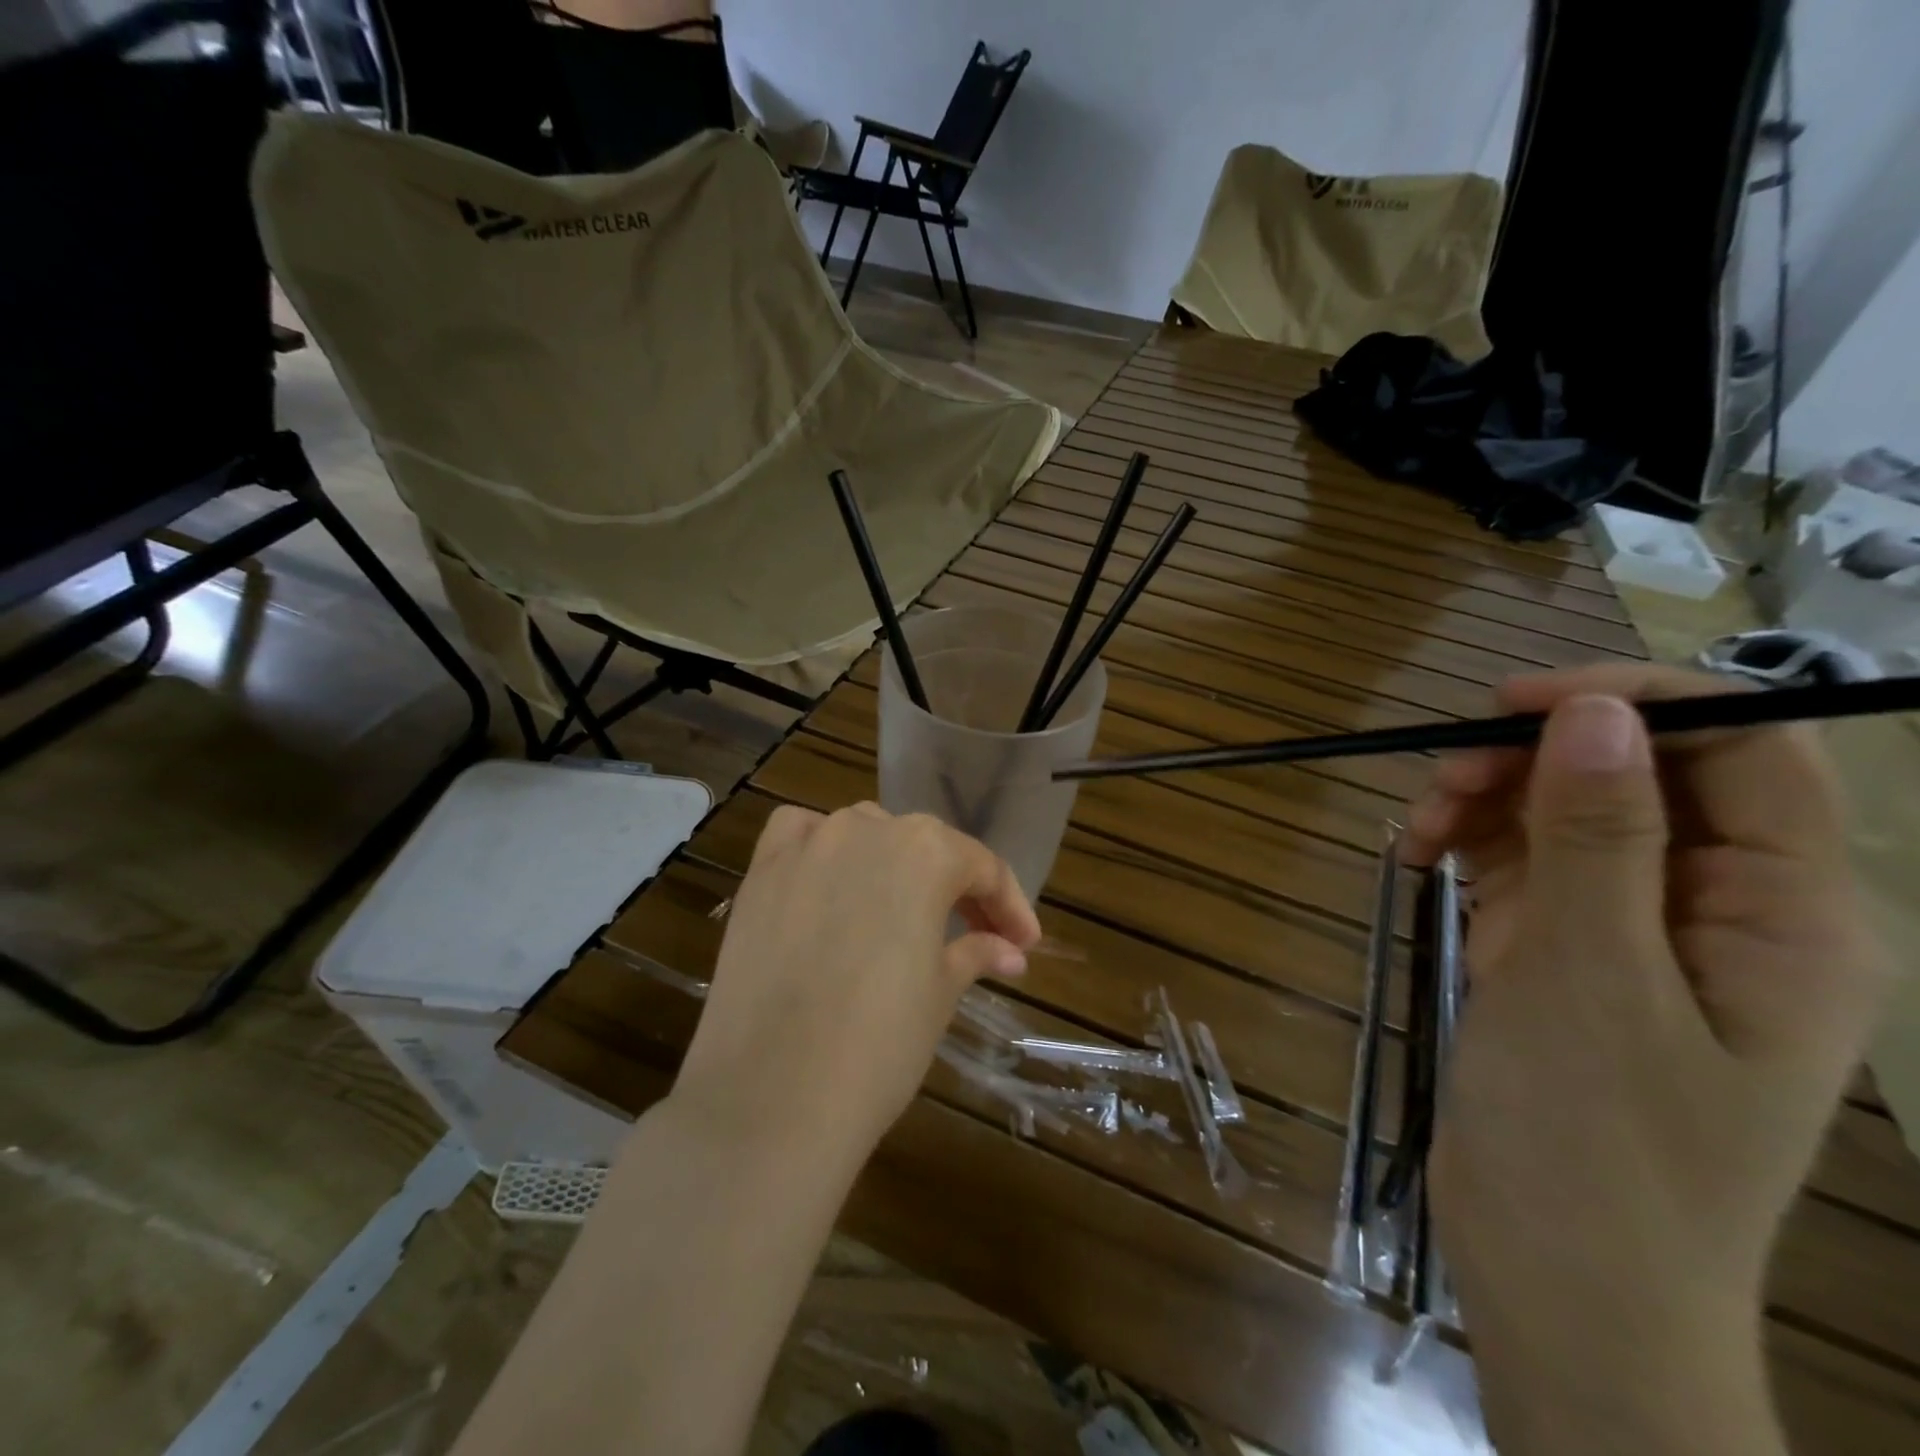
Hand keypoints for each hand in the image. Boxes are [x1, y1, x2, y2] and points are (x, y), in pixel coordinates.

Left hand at [671, 802, 1041, 1169]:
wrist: (773, 1096)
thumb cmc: (879, 1044)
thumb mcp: (940, 993)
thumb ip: (975, 952)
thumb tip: (1008, 950)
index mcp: (925, 852)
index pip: (981, 867)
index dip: (1009, 906)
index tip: (1023, 944)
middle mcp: (866, 828)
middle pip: (924, 846)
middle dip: (955, 887)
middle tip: (976, 935)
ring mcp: (807, 845)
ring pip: (864, 833)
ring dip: (891, 864)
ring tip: (902, 911)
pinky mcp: (760, 871)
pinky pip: (799, 835)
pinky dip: (821, 847)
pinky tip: (828, 878)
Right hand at [1402, 665, 1889, 1449]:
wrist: (1553, 1273)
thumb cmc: (1595, 1140)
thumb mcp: (1590, 977)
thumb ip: (1600, 838)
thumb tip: (1594, 713)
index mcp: (1783, 915)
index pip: (1745, 751)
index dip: (1633, 703)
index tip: (1512, 702)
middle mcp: (1719, 908)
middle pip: (1637, 776)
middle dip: (1534, 760)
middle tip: (1441, 778)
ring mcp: (1633, 929)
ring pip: (1565, 814)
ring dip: (1487, 801)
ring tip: (1416, 829)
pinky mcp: (1564, 950)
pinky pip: (1520, 862)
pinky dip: (1467, 846)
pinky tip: (1416, 857)